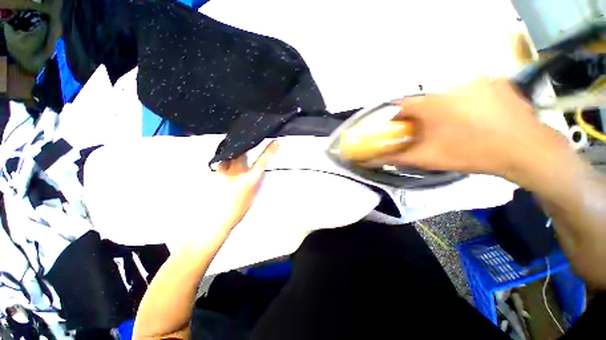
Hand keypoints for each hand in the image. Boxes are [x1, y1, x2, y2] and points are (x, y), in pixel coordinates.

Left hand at [213, 140, 278, 230]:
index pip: (262, 162)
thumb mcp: (251, 196)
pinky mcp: (212, 174)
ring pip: (230, 156)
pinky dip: (224, 166)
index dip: (269, 151)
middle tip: (245, 149)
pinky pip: (220, 164)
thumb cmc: (236, 212)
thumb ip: (253, 181)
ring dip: (233, 157)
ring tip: (231, 163)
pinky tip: (222, 174)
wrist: (214, 221)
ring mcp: (223, 173)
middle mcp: (237, 173)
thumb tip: (254, 172)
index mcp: (249, 181)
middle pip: (242, 153)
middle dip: (245, 150)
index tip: (276, 142)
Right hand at [379, 78, 567, 178]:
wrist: (525, 150)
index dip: (398, 118)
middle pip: (425, 101)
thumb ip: (396, 158)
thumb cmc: (470, 153)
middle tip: (429, 133)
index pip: (402, 105)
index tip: (401, 129)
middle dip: (422, 117)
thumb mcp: (427, 159)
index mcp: (431, 104)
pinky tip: (477, 119)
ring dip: (444, 110)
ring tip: (456, 127)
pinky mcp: (495, 83)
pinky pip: (471, 91)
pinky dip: (466, 103)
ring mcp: (476, 82)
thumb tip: (373, 161)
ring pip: (447, 96)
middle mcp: (450, 87)